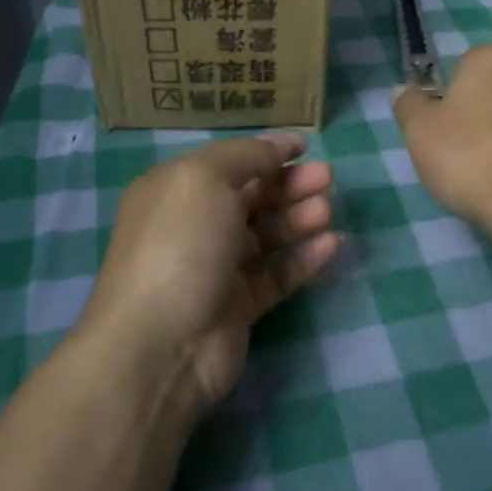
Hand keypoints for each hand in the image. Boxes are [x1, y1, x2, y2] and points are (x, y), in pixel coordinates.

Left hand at [84, 133, 340, 411]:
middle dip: (289, 184)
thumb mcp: (205, 178)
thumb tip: (277, 146)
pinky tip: (331, 244)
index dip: (266, 152)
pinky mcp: (238, 307)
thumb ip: (246, 156)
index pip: (228, 163)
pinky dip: (303, 259)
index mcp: (176, 191)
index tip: (305, 147)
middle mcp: (194, 226)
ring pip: (267, 236)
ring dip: (299, 219)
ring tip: (327, 211)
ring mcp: (216, 269)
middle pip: (251, 198)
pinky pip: (277, 275)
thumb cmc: (180, 244)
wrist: (160, 343)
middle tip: (327, 178)